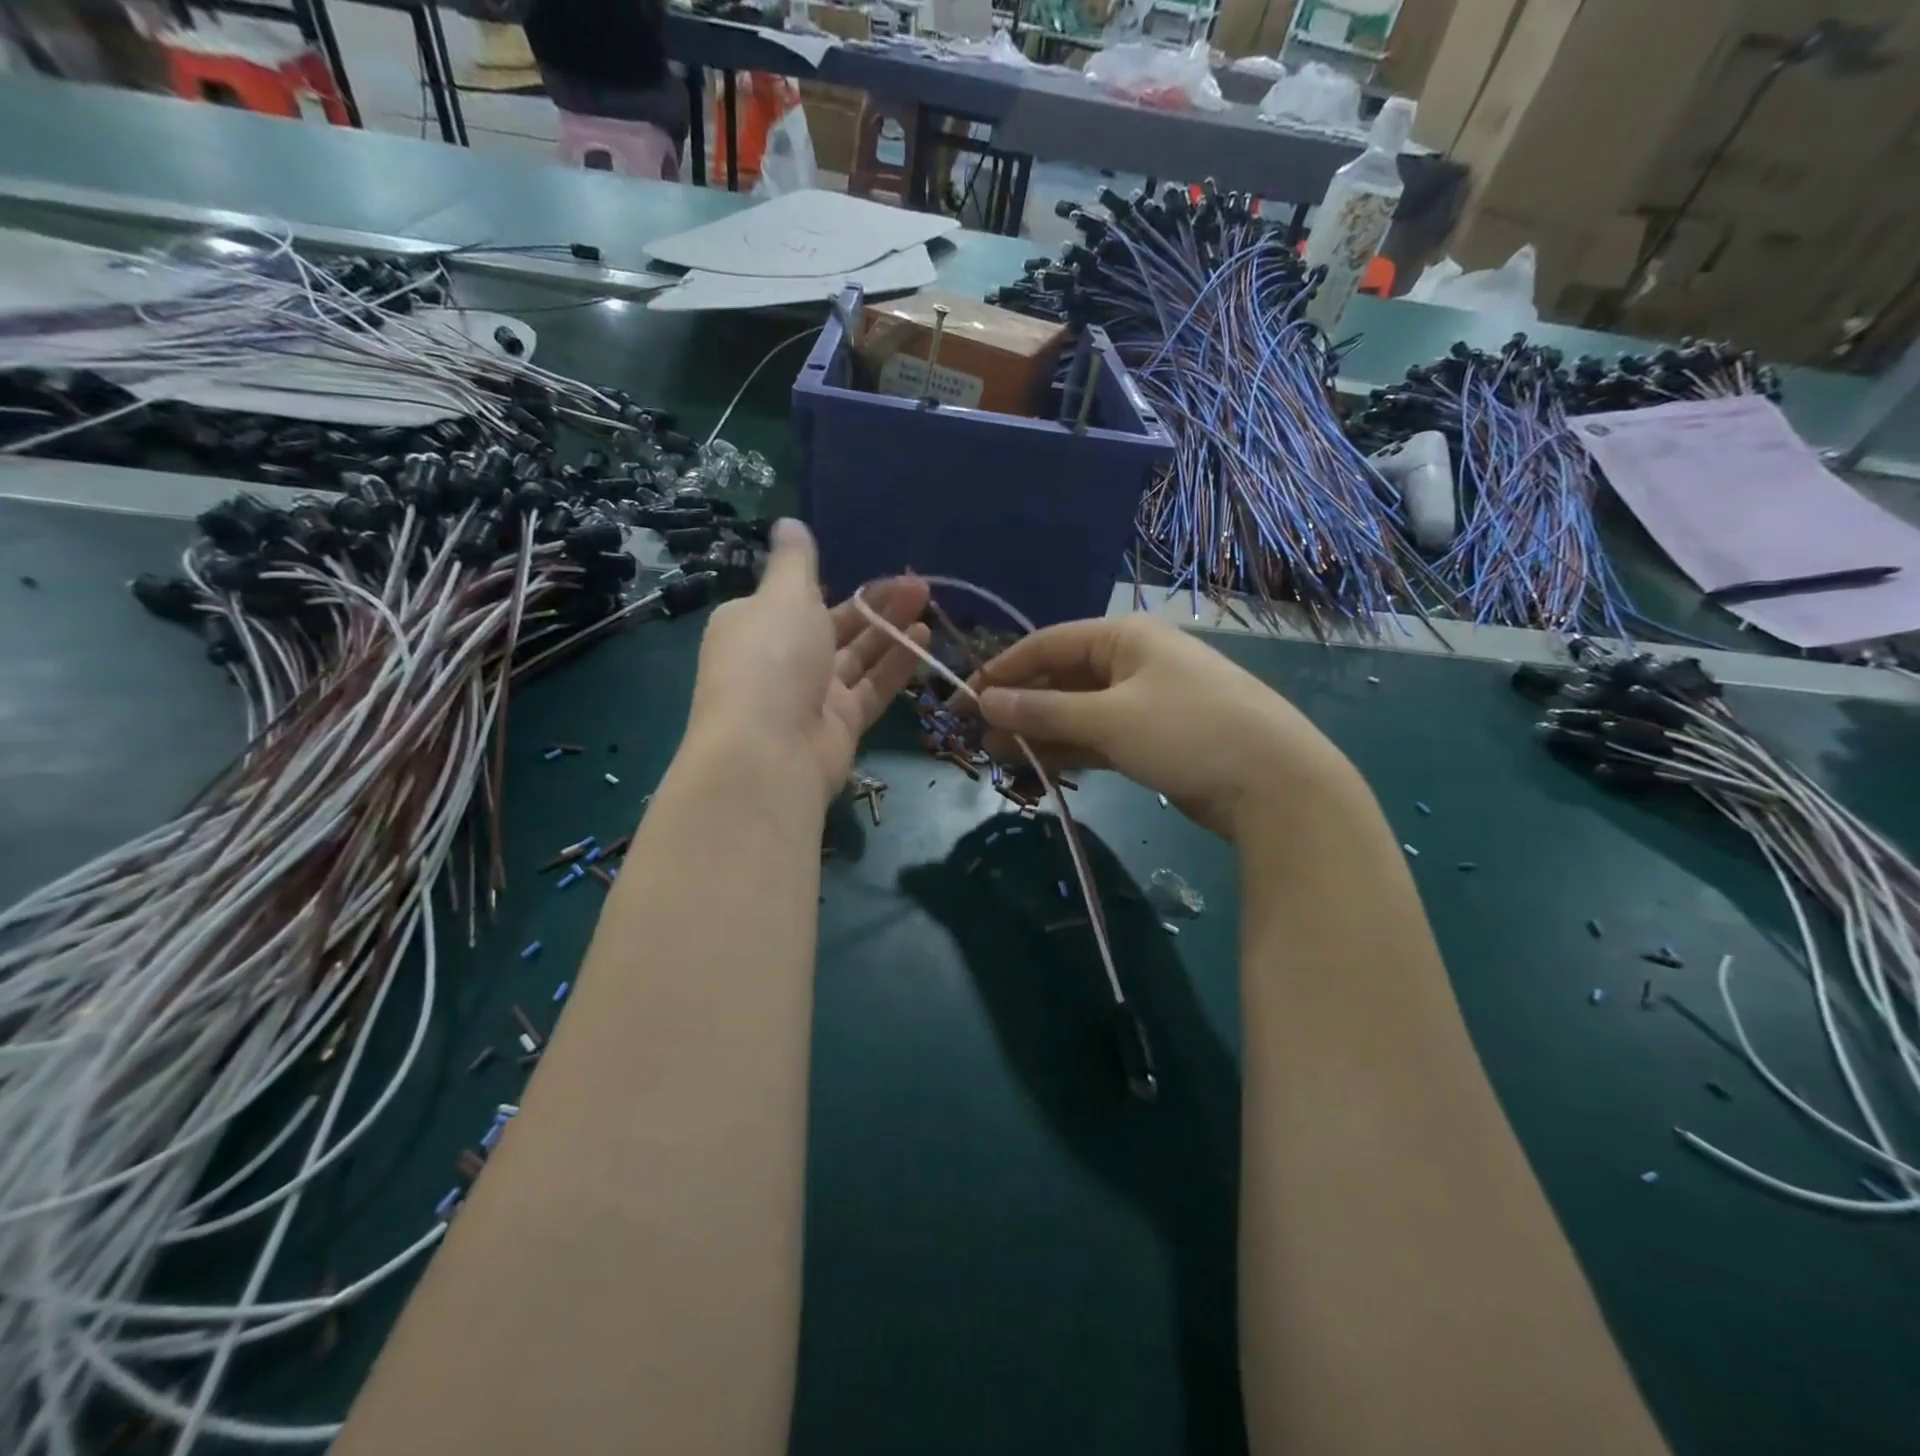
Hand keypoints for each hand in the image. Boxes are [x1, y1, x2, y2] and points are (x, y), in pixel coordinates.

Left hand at [687, 519, 928, 800]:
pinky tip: (924, 639)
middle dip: (875, 604)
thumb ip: (794, 561)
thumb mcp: (782, 596)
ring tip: (927, 601)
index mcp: (754, 624)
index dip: (834, 584)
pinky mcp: (841, 724)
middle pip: (834, 626)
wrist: (769, 752)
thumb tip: (787, 523)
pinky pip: (872, 687)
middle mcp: (781, 659)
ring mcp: (812, 695)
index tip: (874, 570)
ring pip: (858, 655)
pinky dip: (896, 663)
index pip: (795, 599)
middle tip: (918, 583)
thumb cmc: (771, 659)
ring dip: (891, 629)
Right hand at [972, 616, 1354, 840]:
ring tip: (998, 758)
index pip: (1048, 643)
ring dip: (1040, 732)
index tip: (965, 698)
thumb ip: (1043, 710)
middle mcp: (1133, 661)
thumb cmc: (1188, 732)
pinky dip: (1070, 750)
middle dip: (1020, 706)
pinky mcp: (1154, 737)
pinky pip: (1099, 736)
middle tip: (978, 737)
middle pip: (1061, 678)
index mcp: (1124, 637)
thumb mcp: (1109, 718)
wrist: (1276, 784)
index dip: (1003, 669)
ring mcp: (1145, 701)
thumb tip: (984, 701)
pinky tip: (1038, 768)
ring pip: (1078, 711)